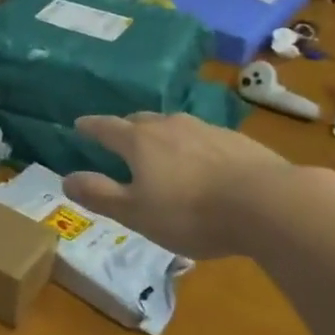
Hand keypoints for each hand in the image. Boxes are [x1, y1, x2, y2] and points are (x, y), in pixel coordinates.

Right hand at [65, 113, 306, 259]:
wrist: (267, 203)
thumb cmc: (191, 212)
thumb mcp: (137, 213)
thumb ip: (100, 194)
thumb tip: (66, 178)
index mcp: (139, 141)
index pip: (105, 127)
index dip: (90, 126)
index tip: (78, 124)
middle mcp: (169, 125)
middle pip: (139, 120)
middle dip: (126, 128)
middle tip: (119, 139)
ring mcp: (205, 129)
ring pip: (173, 126)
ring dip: (161, 136)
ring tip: (161, 152)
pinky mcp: (237, 140)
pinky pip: (203, 138)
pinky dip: (193, 147)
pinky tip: (203, 165)